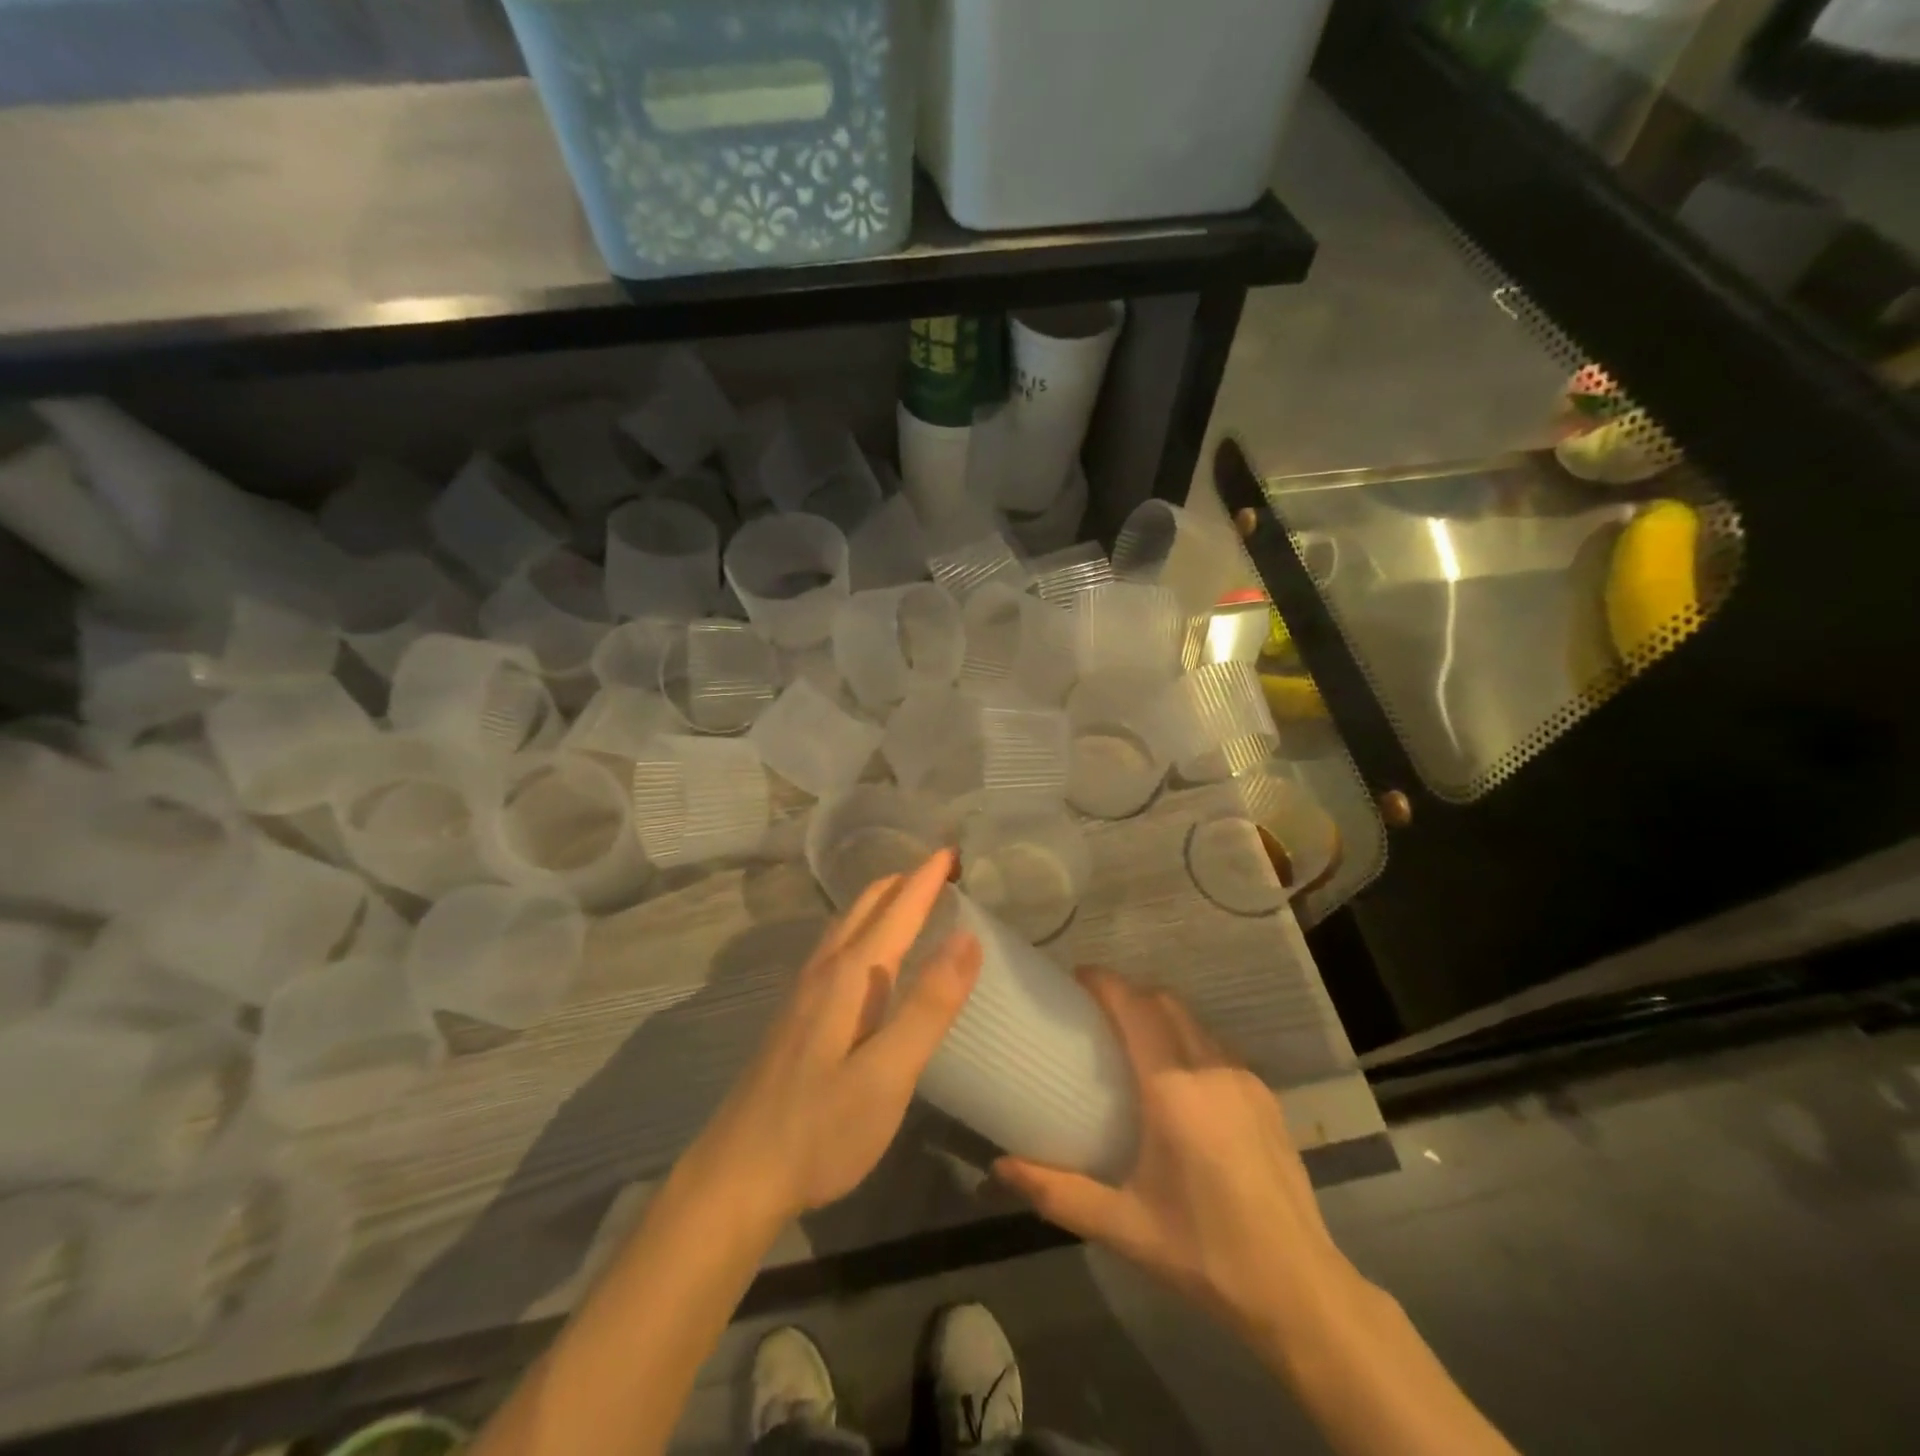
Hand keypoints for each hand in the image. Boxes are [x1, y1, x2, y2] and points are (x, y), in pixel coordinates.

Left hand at [687, 850, 980, 1223]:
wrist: (735, 1177)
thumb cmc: (820, 1130)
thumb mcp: (888, 1075)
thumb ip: (929, 1006)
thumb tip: (968, 937)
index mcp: (850, 976)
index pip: (897, 909)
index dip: (927, 878)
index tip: (954, 851)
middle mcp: (824, 971)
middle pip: (866, 906)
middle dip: (904, 881)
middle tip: (942, 871)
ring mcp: (803, 992)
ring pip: (846, 925)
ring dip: (881, 902)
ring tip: (910, 898)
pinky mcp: (795, 1016)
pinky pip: (836, 948)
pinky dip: (864, 928)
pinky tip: (869, 954)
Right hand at [995, 970, 1361, 1348]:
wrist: (1299, 1290)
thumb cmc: (1204, 1253)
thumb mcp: (1123, 1226)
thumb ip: (1057, 1192)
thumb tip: (999, 1168)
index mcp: (1173, 1090)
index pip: (1135, 1008)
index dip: (1105, 983)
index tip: (1076, 978)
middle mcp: (1210, 1069)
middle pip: (1164, 1002)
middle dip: (1129, 993)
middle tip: (1096, 1009)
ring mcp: (1244, 1079)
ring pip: (1194, 1021)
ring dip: (1160, 1013)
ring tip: (1131, 1039)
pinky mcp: (1266, 1096)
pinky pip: (1216, 1047)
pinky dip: (1187, 1039)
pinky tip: (1177, 1079)